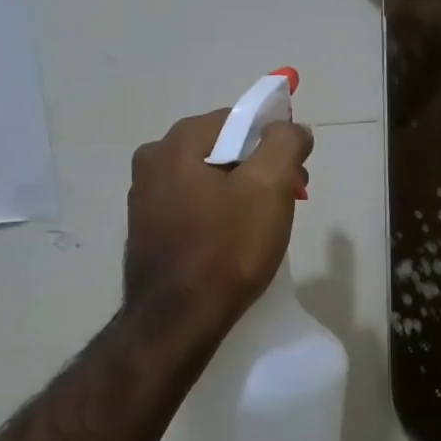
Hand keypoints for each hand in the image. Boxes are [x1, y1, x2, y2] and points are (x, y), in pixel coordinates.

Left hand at [124, 109, 313, 329]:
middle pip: (220, 148)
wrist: (177, 320)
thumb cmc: (226, 249)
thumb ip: (285, 144)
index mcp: (175, 143)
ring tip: (263, 224)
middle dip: (258, 168)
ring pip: (206, 179)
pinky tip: (231, 240)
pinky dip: (216, 213)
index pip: (237, 119)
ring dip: (238, 191)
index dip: (274, 140)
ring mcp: (143, 198)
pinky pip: (191, 206)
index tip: (296, 174)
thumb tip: (292, 126)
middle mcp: (151, 162)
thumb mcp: (269, 188)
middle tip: (288, 199)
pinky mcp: (146, 230)